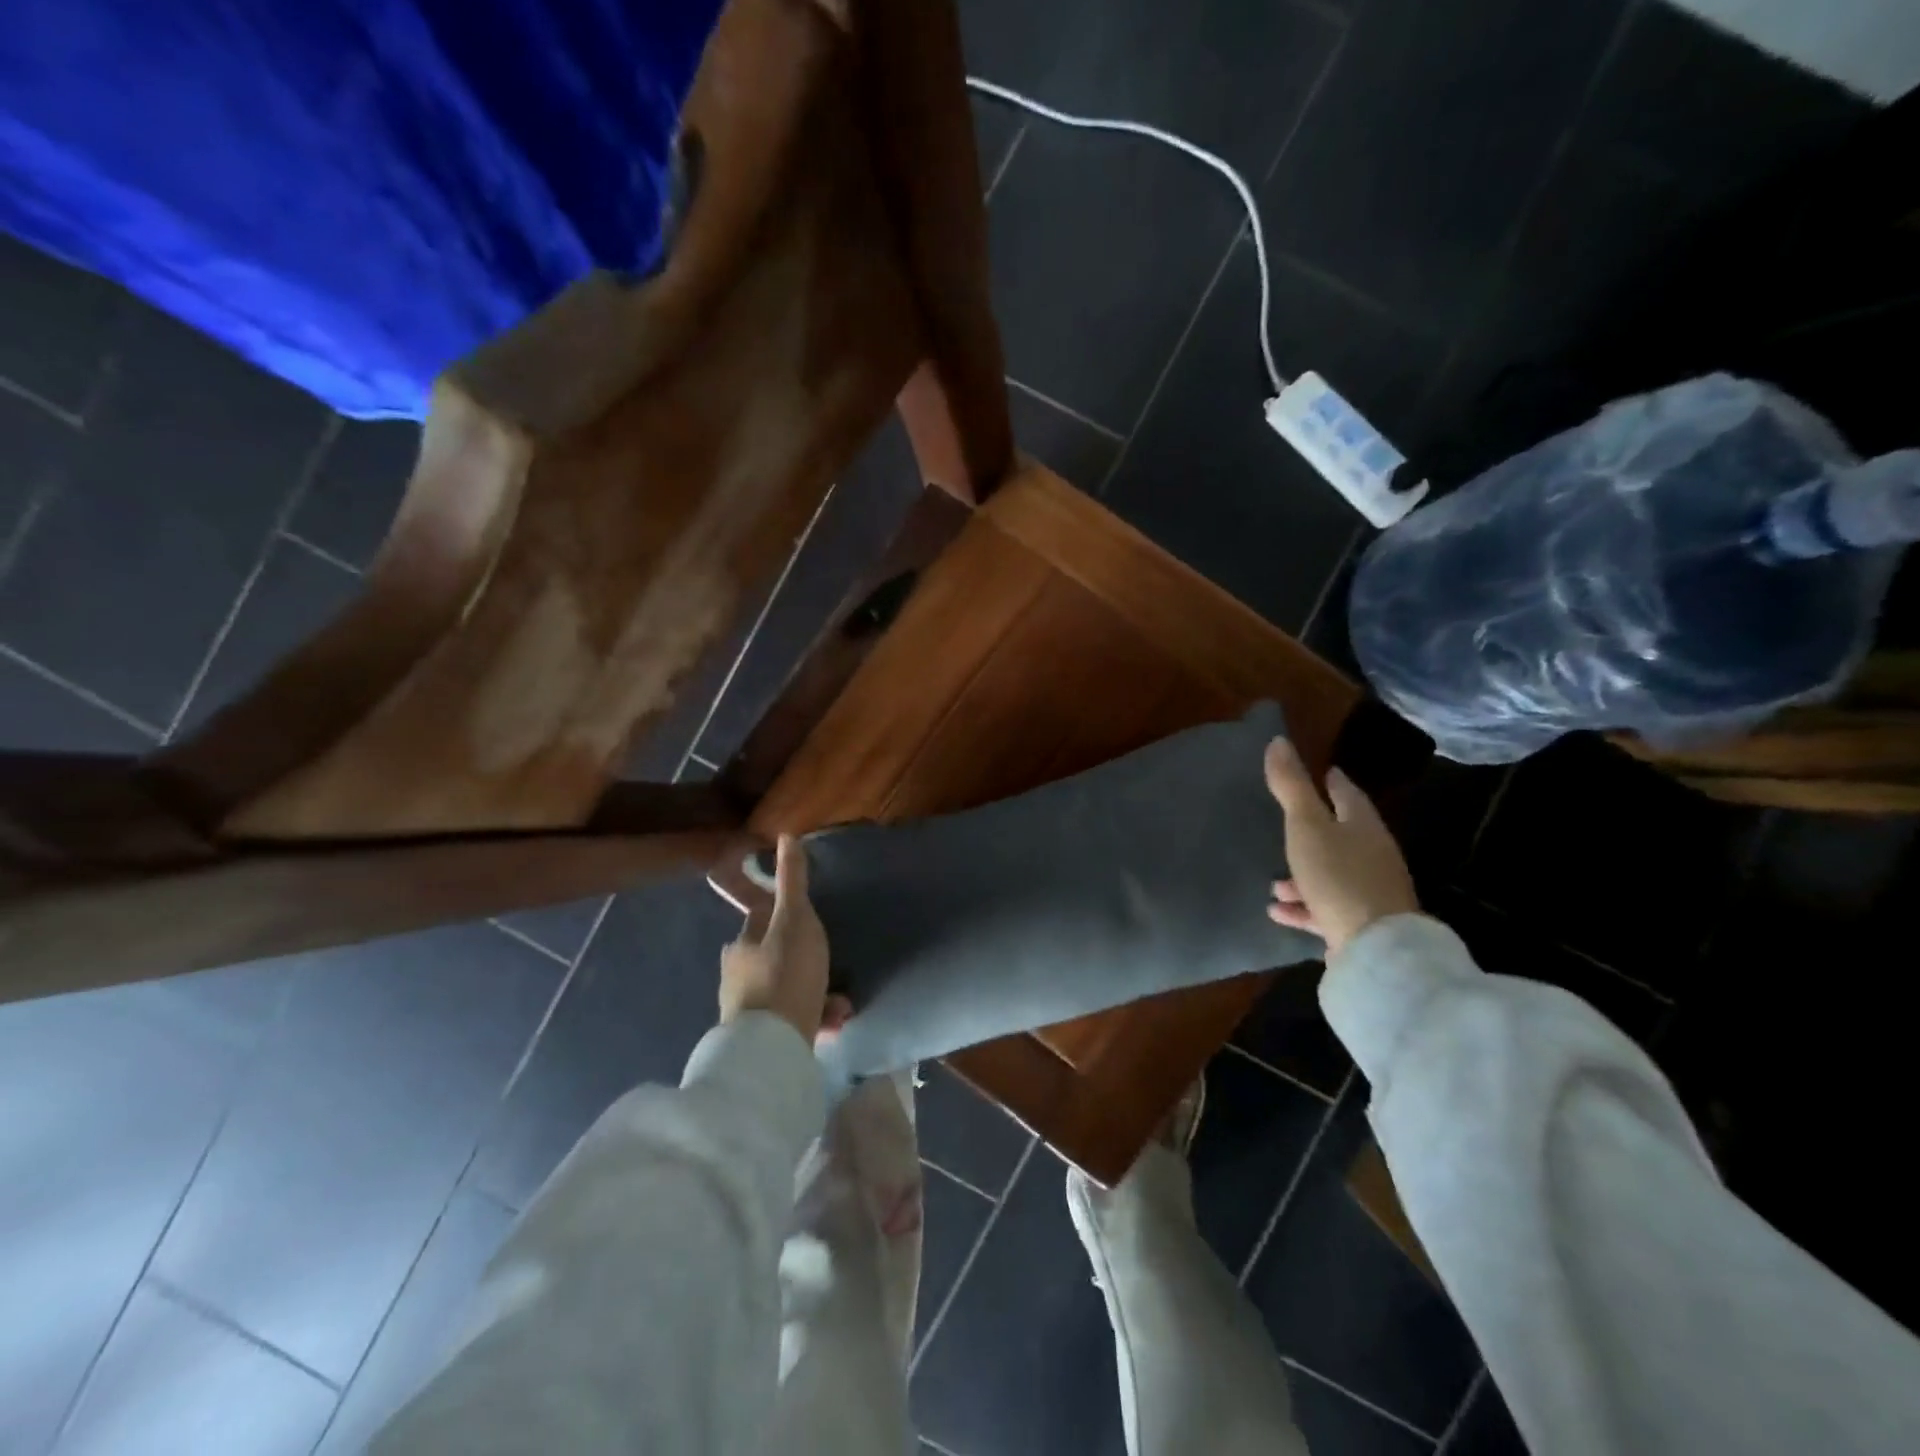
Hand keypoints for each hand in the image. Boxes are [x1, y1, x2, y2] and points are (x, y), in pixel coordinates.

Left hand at [719, 835, 836, 1042]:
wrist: (773, 1047)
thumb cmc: (785, 973)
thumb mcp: (796, 919)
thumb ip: (792, 881)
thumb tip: (785, 835)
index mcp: (742, 945)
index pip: (761, 918)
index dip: (785, 914)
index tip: (809, 919)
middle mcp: (737, 976)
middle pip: (775, 957)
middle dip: (804, 959)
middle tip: (831, 963)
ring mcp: (747, 1010)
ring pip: (786, 991)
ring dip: (814, 991)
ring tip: (842, 1001)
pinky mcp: (760, 1039)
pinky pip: (791, 1020)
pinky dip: (813, 1017)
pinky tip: (833, 1021)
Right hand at [1261, 738, 1418, 957]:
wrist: (1374, 947)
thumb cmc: (1338, 875)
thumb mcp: (1306, 826)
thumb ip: (1291, 786)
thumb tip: (1278, 740)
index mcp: (1363, 826)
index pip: (1348, 795)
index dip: (1334, 782)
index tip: (1324, 773)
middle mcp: (1372, 855)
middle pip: (1342, 836)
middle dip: (1315, 831)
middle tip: (1289, 826)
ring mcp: (1369, 892)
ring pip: (1331, 874)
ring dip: (1302, 875)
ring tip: (1274, 883)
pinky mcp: (1360, 923)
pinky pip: (1325, 907)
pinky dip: (1302, 905)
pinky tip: (1278, 911)